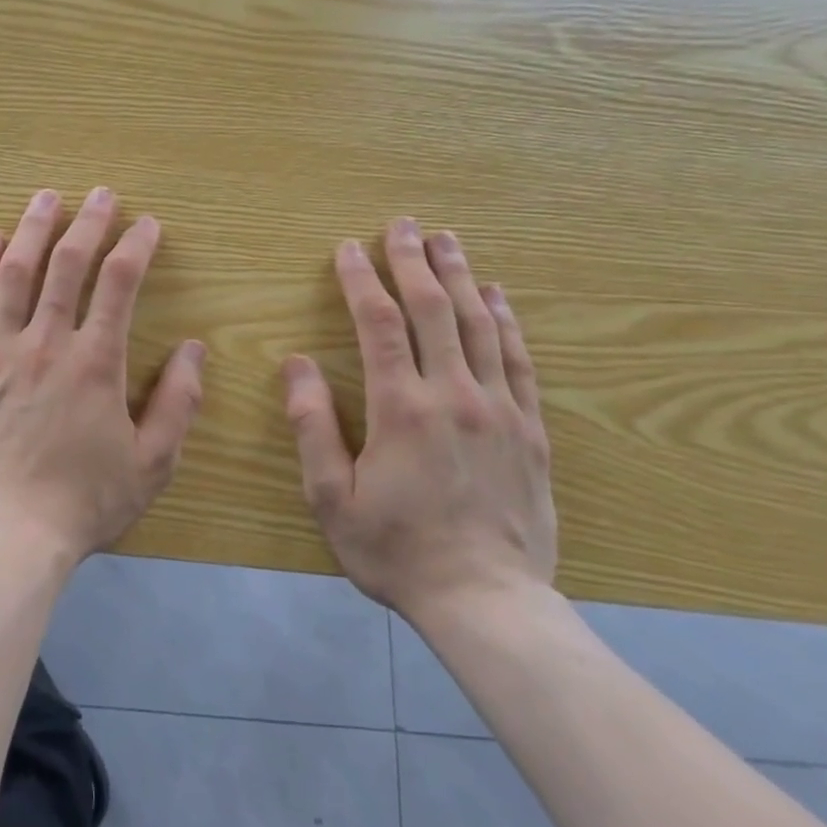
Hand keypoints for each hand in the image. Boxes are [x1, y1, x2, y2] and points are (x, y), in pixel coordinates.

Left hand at [0, 186, 206, 566]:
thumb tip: (196, 349)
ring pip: (15, 274)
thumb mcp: (152, 463)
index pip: (120, 284)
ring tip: (46, 197)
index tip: (148, 224)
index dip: (136, 246)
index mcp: (96, 362)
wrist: (6, 537)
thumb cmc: (84, 503)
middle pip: (67, 265)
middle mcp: (46, 344)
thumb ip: (179, 403)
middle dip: (88, 222)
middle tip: (100, 195)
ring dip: (33, 230)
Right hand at [282, 219, 554, 621]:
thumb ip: (312, 425)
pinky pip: (519, 360)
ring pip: (479, 325)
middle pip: (433, 310)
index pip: (379, 323)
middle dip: (413, 261)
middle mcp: (454, 395)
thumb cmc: (395, 549)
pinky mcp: (530, 430)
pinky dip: (506, 321)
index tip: (348, 249)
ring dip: (460, 277)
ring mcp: (500, 409)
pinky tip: (497, 296)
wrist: (487, 602)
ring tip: (447, 240)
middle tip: (402, 224)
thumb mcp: (330, 496)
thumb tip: (296, 363)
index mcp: (401, 408)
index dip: (361, 280)